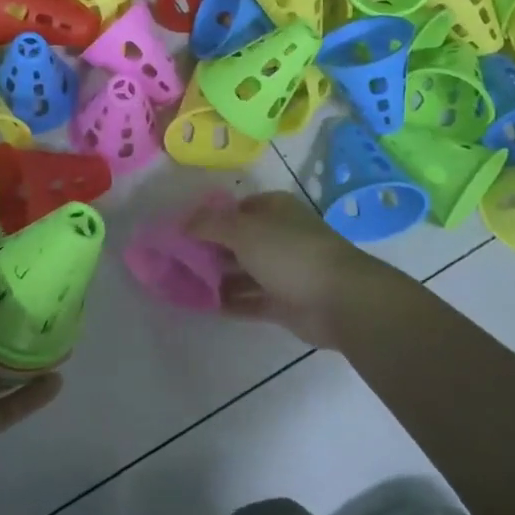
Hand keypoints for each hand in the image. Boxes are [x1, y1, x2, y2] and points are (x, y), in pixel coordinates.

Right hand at [185, 191, 386, 349]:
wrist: (340, 300)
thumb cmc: (290, 253)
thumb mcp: (243, 230)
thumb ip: (209, 224)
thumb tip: (182, 223)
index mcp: (273, 210)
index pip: (234, 208)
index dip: (207, 218)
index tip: (179, 232)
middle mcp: (278, 236)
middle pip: (236, 241)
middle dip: (207, 250)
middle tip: (174, 261)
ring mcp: (282, 271)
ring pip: (241, 272)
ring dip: (214, 278)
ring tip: (180, 285)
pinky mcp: (283, 302)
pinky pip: (249, 299)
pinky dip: (227, 301)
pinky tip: (201, 305)